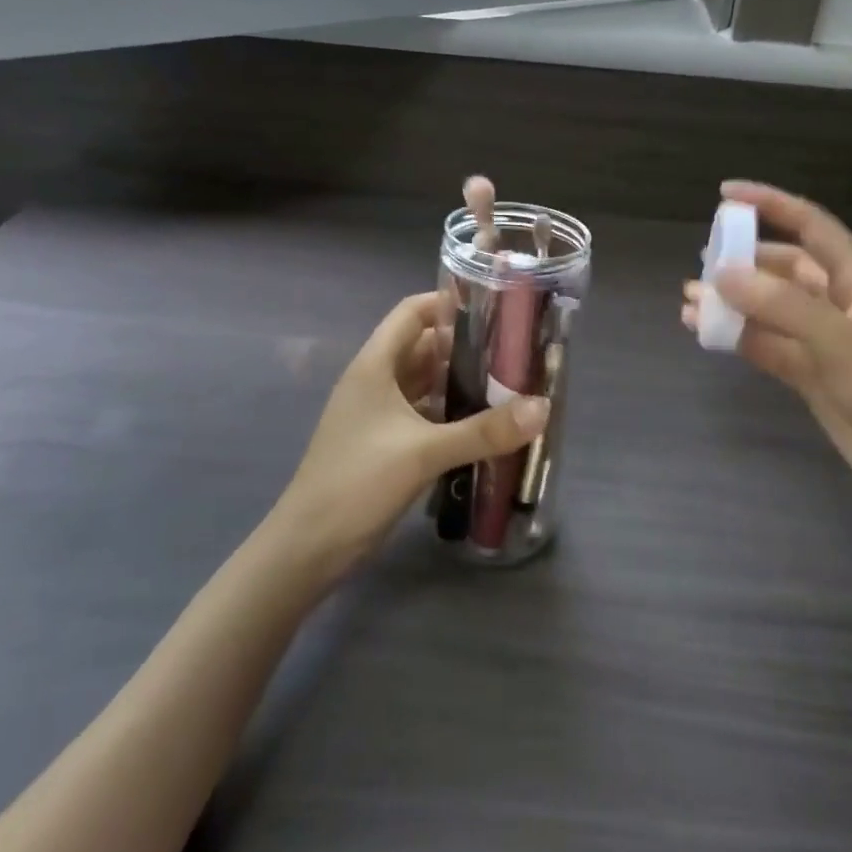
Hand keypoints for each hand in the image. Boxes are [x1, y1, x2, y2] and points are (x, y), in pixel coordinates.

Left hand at [270, 292, 549, 575]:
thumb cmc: (358, 483)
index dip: (449, 303)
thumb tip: (543, 407)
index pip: (412, 312)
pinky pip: (423, 414)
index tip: (495, 308)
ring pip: (425, 382)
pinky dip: (450, 412)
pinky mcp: (384, 443)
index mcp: (375, 365)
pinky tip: (483, 423)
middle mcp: (375, 381)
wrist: (309, 548)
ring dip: (460, 381)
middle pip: (424, 346)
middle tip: (514, 349)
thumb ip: (484, 431)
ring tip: (508, 382)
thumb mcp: (424, 452)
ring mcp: (377, 414)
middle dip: (466, 345)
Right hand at [682, 181, 851, 531]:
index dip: (770, 204)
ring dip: (731, 302)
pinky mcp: (809, 376)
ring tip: (689, 301)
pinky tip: (703, 333)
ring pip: (767, 309)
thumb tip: (720, 274)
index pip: (810, 226)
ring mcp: (821, 341)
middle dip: (742, 260)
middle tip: (700, 263)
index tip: (725, 194)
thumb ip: (781, 306)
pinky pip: (764, 344)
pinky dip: (735, 337)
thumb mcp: (841, 342)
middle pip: (782, 267)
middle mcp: (837, 303)